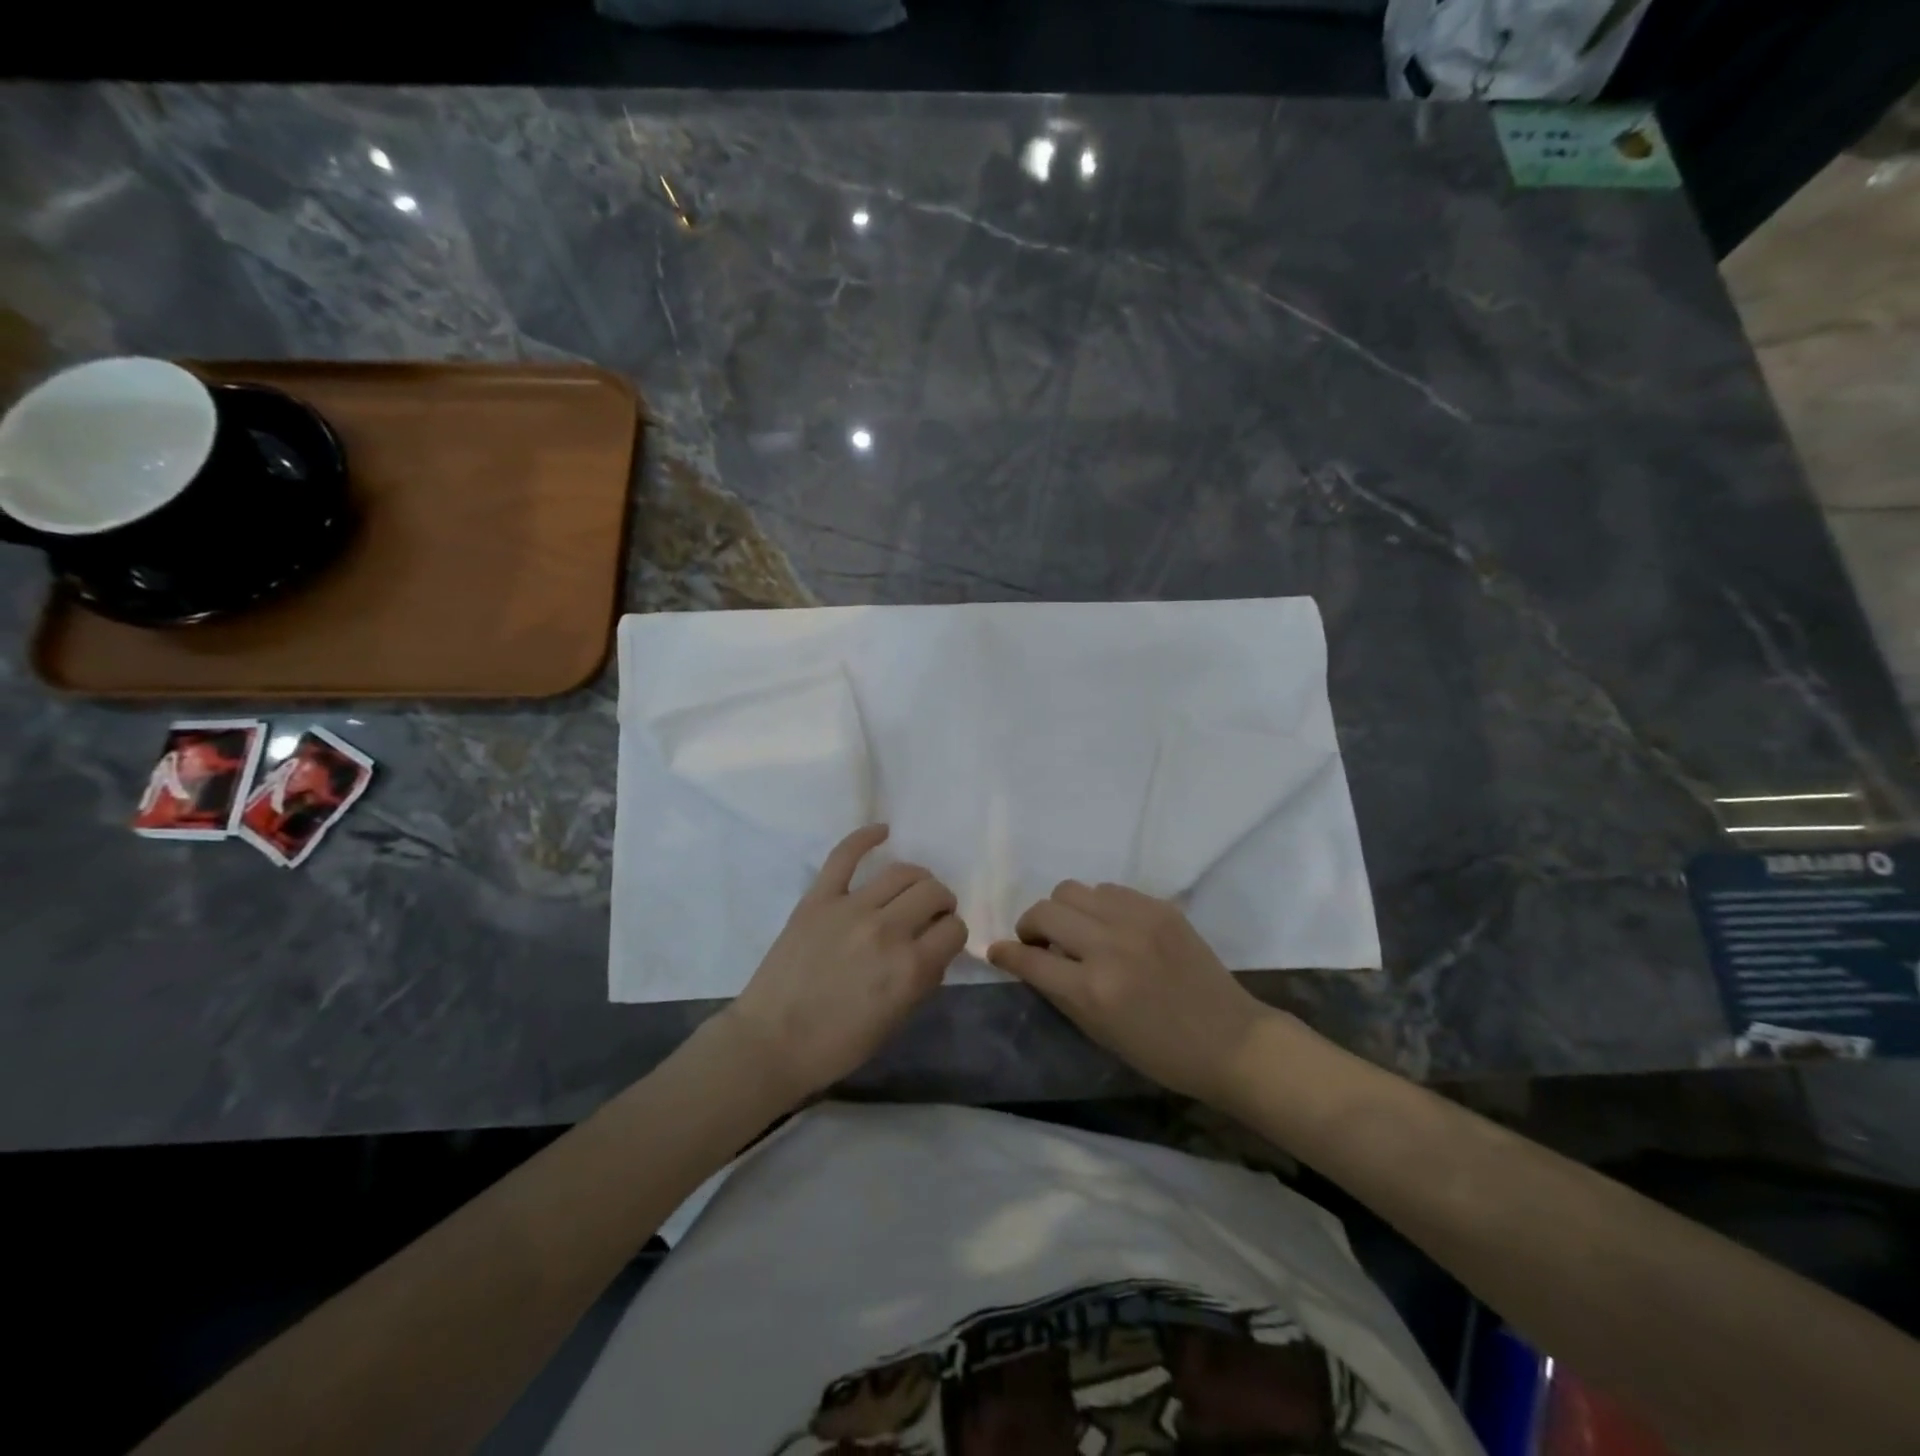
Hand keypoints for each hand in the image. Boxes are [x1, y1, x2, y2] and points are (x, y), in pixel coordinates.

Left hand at [723, 824, 966, 1101]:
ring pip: (902, 872)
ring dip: (917, 878)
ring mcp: (851, 908)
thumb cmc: (837, 1044)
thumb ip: (922, 980)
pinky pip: (845, 855)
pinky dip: (865, 837)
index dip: (952, 934)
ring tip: (912, 889)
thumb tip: (934, 950)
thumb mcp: (895, 1021)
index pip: (954, 929)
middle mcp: (887, 930)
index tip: (941, 940)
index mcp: (910, 968)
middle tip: (930, 914)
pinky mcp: (818, 898)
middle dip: (941, 902)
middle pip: (933, 892)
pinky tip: (882, 831)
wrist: (771, 1043)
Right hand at [989, 881, 1274, 1104]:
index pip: (1029, 959)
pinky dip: (1097, 905)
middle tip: (1039, 942)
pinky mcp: (1159, 907)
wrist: (1230, 1039)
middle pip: (1045, 911)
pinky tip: (1109, 926)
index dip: (1006, 954)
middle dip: (1030, 926)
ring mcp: (1136, 920)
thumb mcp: (1099, 1033)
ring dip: (1063, 910)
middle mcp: (1109, 946)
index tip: (998, 952)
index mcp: (1093, 989)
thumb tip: (1030, 960)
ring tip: (1076, 931)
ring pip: (1073, 890)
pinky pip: (1109, 889)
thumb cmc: (1161, 1052)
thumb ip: (1060, 991)